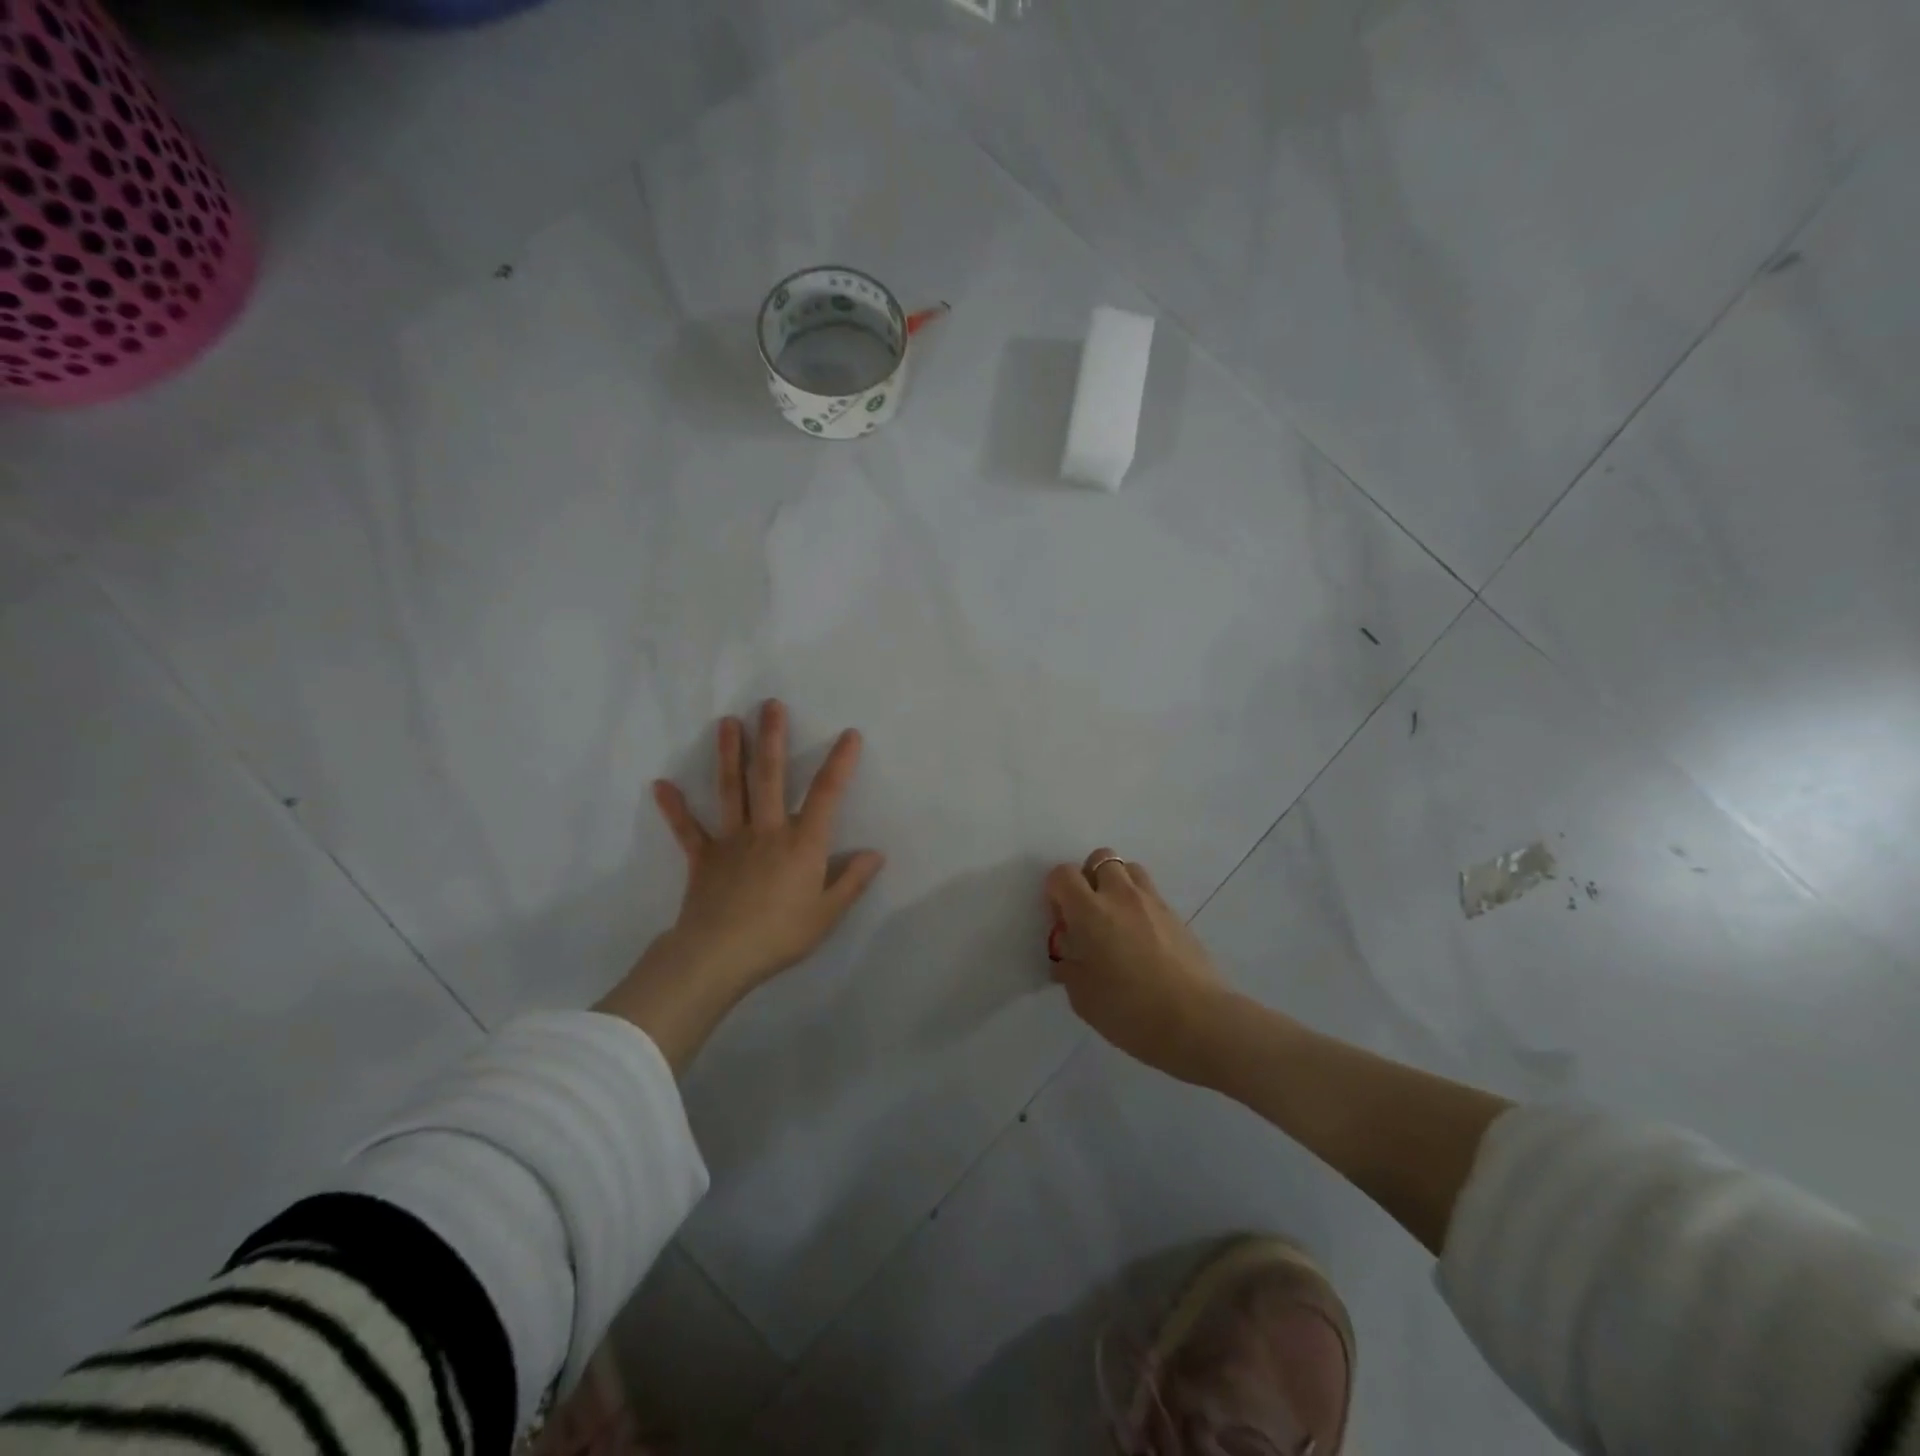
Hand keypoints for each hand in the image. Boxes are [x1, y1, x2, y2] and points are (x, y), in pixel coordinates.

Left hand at [598, 701, 884, 1073]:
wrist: (719, 956)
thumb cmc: (780, 935)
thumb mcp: (827, 914)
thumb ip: (852, 881)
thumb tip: (875, 854)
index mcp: (803, 843)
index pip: (827, 794)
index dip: (840, 762)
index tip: (849, 734)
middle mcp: (768, 830)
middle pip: (770, 776)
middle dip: (772, 738)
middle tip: (770, 704)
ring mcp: (732, 840)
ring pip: (731, 790)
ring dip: (730, 754)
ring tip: (727, 722)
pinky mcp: (703, 857)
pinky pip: (688, 829)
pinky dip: (674, 808)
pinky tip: (660, 784)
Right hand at [1045, 847, 1229, 1082]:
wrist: (1197, 1021)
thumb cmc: (1130, 1011)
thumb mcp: (1083, 998)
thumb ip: (1069, 968)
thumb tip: (1068, 955)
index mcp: (1090, 912)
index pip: (1063, 874)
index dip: (1055, 891)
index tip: (1061, 921)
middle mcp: (1120, 896)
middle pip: (1100, 858)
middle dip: (1088, 878)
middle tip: (1088, 915)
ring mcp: (1153, 902)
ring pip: (1130, 869)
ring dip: (1117, 885)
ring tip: (1116, 921)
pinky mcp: (1177, 916)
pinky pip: (1151, 894)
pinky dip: (1140, 905)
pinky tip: (1142, 940)